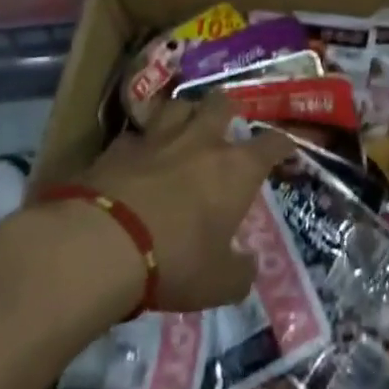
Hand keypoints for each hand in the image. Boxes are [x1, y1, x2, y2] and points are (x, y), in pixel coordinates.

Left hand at [72, 95, 294, 312]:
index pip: (271, 143)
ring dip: (185, 114)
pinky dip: (142, 141)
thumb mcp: (218, 284)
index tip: (285, 149)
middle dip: (227, 111)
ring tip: (183, 127)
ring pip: (178, 105)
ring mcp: (157, 138)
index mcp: (236, 168)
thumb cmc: (175, 260)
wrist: (102, 243)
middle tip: (225, 125)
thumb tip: (248, 266)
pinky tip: (138, 155)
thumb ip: (240, 272)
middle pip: (221, 104)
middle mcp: (201, 141)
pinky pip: (137, 133)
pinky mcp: (118, 146)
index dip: (282, 145)